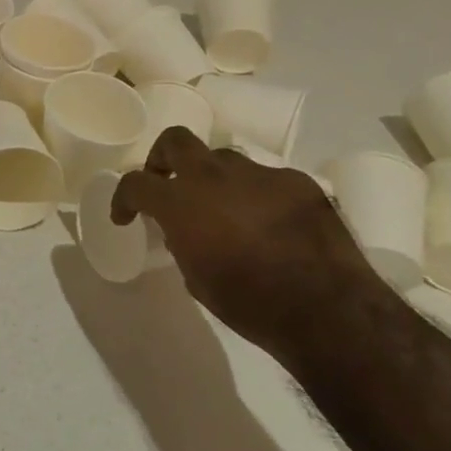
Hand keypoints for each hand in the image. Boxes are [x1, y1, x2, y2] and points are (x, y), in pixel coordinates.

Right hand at [112, 126, 383, 368]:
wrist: (326, 309)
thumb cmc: (249, 303)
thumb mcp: (197, 279)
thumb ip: (183, 245)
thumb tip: (185, 233)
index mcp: (181, 202)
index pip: (136, 182)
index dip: (123, 197)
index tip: (125, 216)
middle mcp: (214, 177)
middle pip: (176, 141)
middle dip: (163, 157)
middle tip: (166, 182)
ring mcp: (259, 174)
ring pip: (225, 160)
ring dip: (215, 179)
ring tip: (226, 210)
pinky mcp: (298, 182)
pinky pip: (267, 180)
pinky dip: (258, 196)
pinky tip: (272, 225)